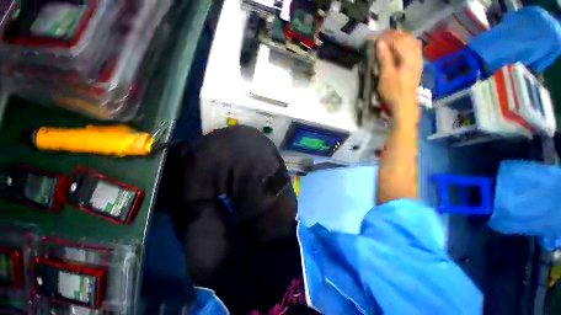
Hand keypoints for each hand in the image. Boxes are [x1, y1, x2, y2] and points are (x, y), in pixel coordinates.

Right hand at [375, 30, 422, 125]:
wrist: (404, 106)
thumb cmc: (393, 92)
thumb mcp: (386, 75)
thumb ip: (384, 58)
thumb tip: (380, 43)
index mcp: (408, 57)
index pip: (399, 40)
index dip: (387, 36)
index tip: (376, 37)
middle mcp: (415, 56)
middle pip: (407, 39)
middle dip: (394, 36)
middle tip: (382, 38)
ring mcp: (417, 62)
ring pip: (411, 44)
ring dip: (400, 40)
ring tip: (389, 42)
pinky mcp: (415, 68)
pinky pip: (413, 51)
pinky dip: (405, 47)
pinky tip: (399, 51)